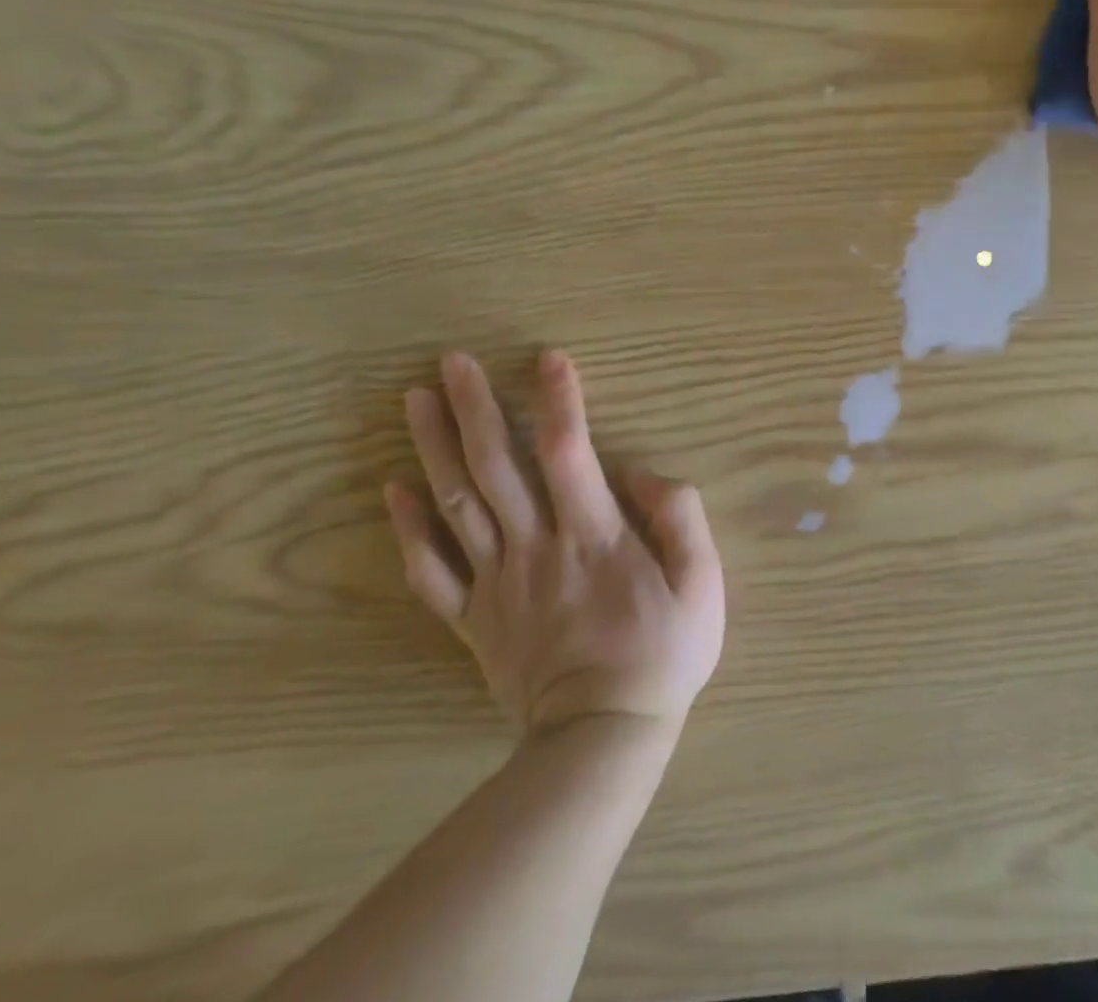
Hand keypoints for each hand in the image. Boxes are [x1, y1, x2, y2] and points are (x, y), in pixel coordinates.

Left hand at [384, 350, 724, 734]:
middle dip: (475, 408)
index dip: (559, 400)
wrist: (602, 739)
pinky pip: (430, 571)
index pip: (570, 452)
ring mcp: (497, 583)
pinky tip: (394, 488)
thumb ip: (680, 517)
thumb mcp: (703, 583)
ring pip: (458, 504)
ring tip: (414, 400)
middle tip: (452, 361)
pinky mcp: (473, 619)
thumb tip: (640, 473)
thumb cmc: (663, 654)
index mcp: (594, 536)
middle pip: (498, 467)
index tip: (547, 358)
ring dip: (435, 448)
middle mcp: (537, 548)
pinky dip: (408, 528)